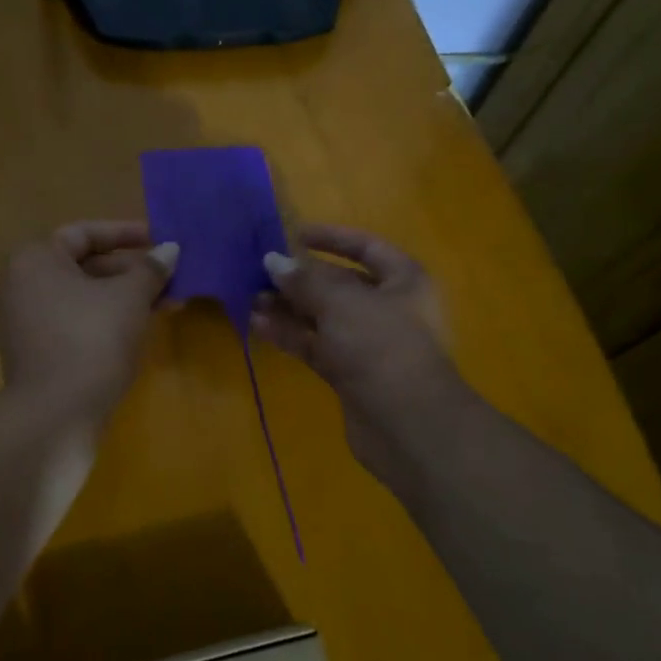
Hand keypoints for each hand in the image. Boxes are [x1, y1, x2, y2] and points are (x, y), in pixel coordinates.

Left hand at [0, 221, 178, 425]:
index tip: (159, 240)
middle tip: (170, 278)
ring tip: (167, 305)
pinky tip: (138, 330)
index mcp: (34, 260)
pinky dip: (104, 320)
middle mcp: (19, 285)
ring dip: (123, 298)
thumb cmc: (92, 339)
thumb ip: (151, 268)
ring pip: (81, 298)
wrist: (55, 415)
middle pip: (83, 266)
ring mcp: (21, 323)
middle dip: (131, 272)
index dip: (125, 233)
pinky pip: (72, 323)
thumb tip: (170, 250)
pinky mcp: (31, 353)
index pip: (84, 234)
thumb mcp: (130, 297)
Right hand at [249, 224, 472, 491]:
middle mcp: (389, 308)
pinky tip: (259, 325)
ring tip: (251, 298)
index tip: (294, 235)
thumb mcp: (341, 302)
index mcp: (403, 280)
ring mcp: (370, 344)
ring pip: (323, 317)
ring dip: (289, 307)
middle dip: (301, 278)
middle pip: (340, 284)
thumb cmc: (382, 346)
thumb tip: (272, 260)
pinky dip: (291, 335)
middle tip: (261, 271)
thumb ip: (304, 280)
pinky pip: (317, 346)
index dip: (332, 238)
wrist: (409, 425)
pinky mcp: (351, 374)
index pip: (366, 247)